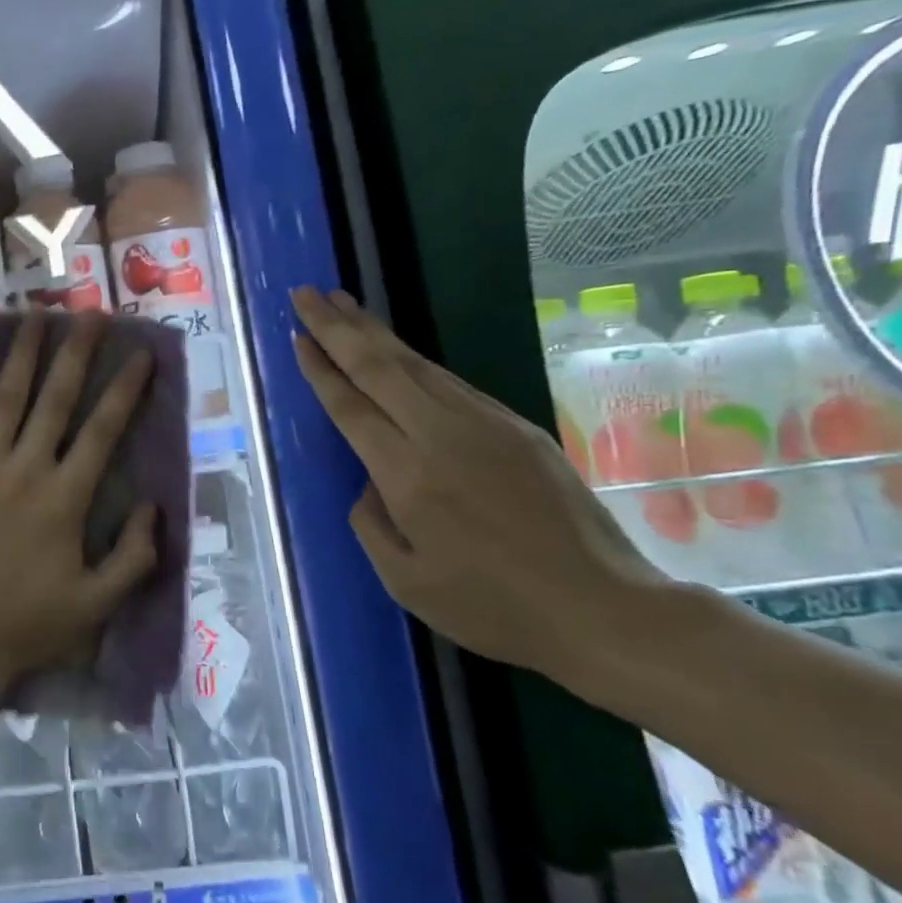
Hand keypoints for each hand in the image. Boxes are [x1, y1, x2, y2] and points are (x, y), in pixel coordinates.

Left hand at [0, 311, 158, 702]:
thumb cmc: (26, 624)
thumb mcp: (96, 603)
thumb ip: (134, 556)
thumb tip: (154, 507)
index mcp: (66, 496)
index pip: (103, 430)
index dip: (126, 389)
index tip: (142, 354)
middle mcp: (26, 468)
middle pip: (56, 399)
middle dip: (76, 352)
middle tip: (89, 312)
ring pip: (5, 399)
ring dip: (21, 355)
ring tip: (34, 316)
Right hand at [290, 286, 677, 682]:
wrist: (604, 609)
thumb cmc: (493, 606)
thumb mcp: (406, 581)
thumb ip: (371, 522)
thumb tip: (369, 481)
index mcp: (408, 475)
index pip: (352, 406)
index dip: (321, 368)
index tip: (297, 335)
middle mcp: (442, 436)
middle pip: (379, 367)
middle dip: (337, 327)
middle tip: (305, 293)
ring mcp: (485, 425)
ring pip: (416, 365)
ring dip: (374, 332)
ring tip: (343, 304)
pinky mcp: (516, 427)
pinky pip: (450, 382)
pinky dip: (413, 359)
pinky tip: (398, 352)